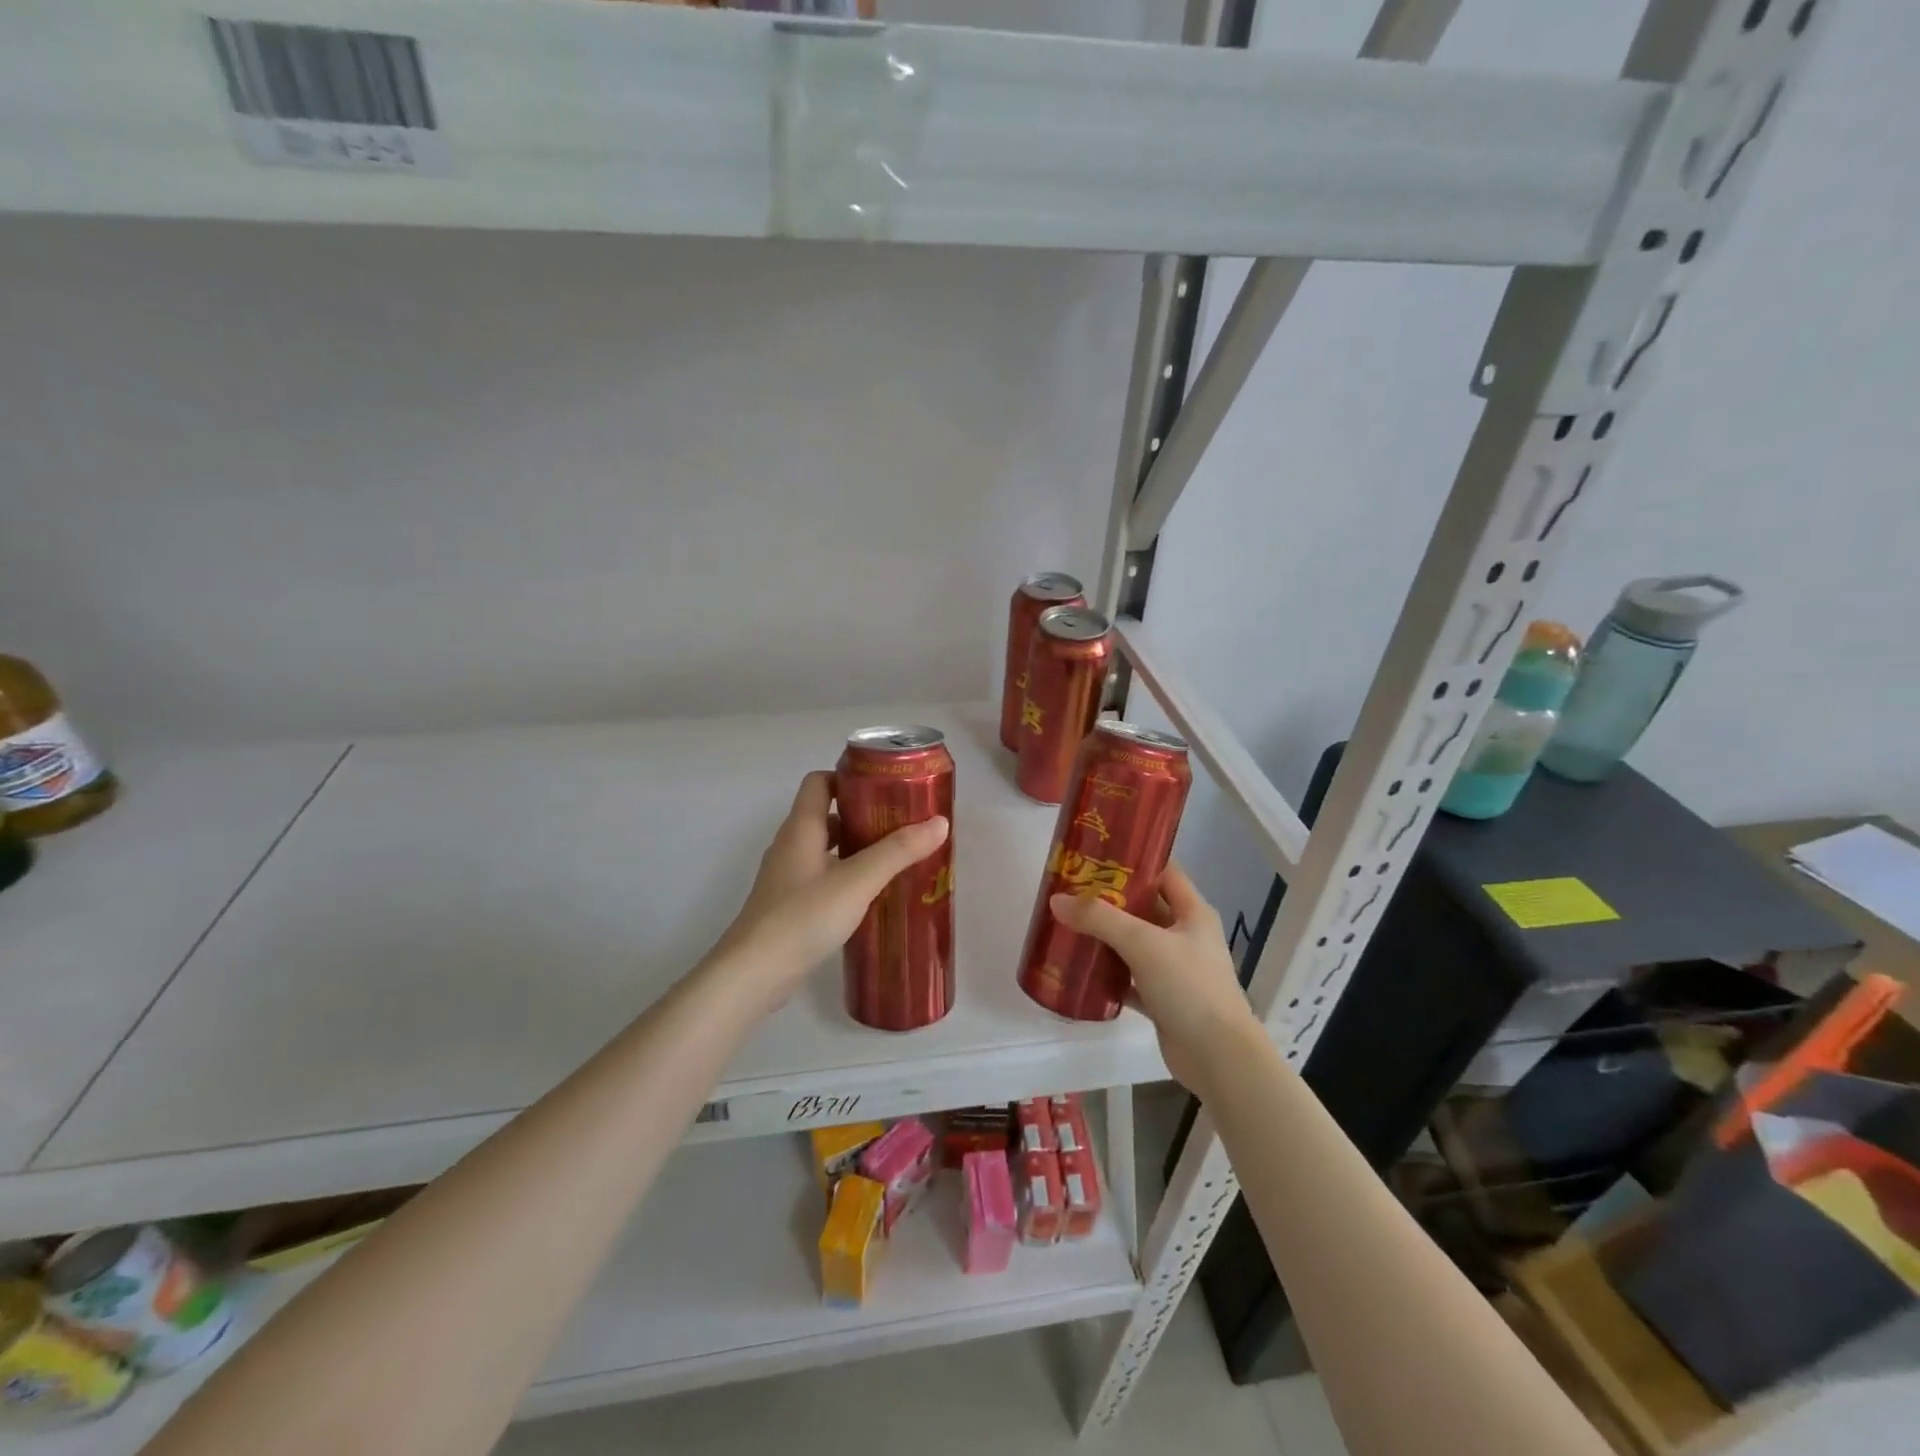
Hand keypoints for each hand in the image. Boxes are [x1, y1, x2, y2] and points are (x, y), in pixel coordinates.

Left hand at [709, 771, 948, 1008]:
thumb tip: (940, 822)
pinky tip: (871, 895)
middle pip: (826, 815)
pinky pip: (822, 877)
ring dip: (856, 849)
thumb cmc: (803, 917)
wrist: (754, 973)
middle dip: (863, 816)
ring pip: (825, 849)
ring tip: (895, 859)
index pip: (819, 782)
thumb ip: (898, 851)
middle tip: (901, 825)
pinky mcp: (789, 905)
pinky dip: (846, 876)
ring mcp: (787, 877)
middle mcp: (790, 845)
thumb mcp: (857, 881)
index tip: (885, 788)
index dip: (849, 778)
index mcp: (801, 828)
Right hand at [1049, 863, 1261, 1098]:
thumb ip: (1099, 919)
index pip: (1163, 872)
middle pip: (1145, 907)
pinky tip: (1081, 968)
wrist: (1218, 1058)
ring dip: (1107, 936)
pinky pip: (1130, 977)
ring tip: (1069, 923)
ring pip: (1135, 943)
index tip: (1097, 854)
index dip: (1134, 860)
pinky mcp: (1163, 999)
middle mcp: (1186, 936)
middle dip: (1111, 899)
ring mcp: (1175, 969)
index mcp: (1193, 913)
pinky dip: (1109, 973)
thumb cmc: (1189, 986)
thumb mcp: (1143, 943)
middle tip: (1072, 889)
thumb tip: (1056, 900)